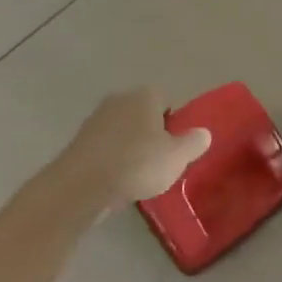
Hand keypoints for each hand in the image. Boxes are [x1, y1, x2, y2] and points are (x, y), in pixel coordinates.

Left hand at [60, 88, 211, 204]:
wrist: (81, 187)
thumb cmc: (137, 164)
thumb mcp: (177, 157)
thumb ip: (194, 142)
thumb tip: (203, 133)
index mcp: (145, 95)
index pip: (166, 100)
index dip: (173, 122)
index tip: (175, 146)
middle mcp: (119, 99)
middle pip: (142, 114)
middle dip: (150, 133)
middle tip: (159, 161)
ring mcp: (95, 119)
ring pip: (122, 131)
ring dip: (129, 147)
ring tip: (137, 175)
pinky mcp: (78, 142)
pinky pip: (104, 147)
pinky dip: (112, 160)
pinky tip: (116, 181)